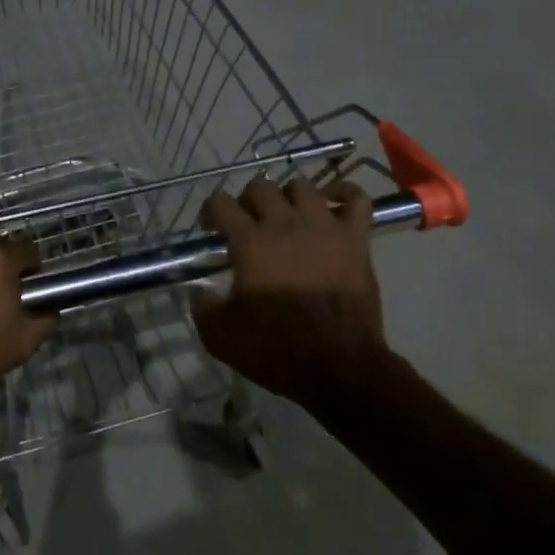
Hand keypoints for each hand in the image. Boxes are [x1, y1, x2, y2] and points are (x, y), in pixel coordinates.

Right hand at [191, 176, 387, 410]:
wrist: (338, 367)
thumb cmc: (276, 351)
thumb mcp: (220, 337)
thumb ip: (202, 307)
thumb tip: (199, 290)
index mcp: (250, 243)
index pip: (220, 202)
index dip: (210, 211)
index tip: (211, 229)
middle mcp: (285, 224)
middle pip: (261, 186)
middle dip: (248, 200)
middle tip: (249, 224)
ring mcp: (324, 227)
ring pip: (303, 186)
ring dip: (289, 197)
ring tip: (288, 216)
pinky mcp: (356, 239)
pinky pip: (356, 198)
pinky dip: (344, 193)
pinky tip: (332, 204)